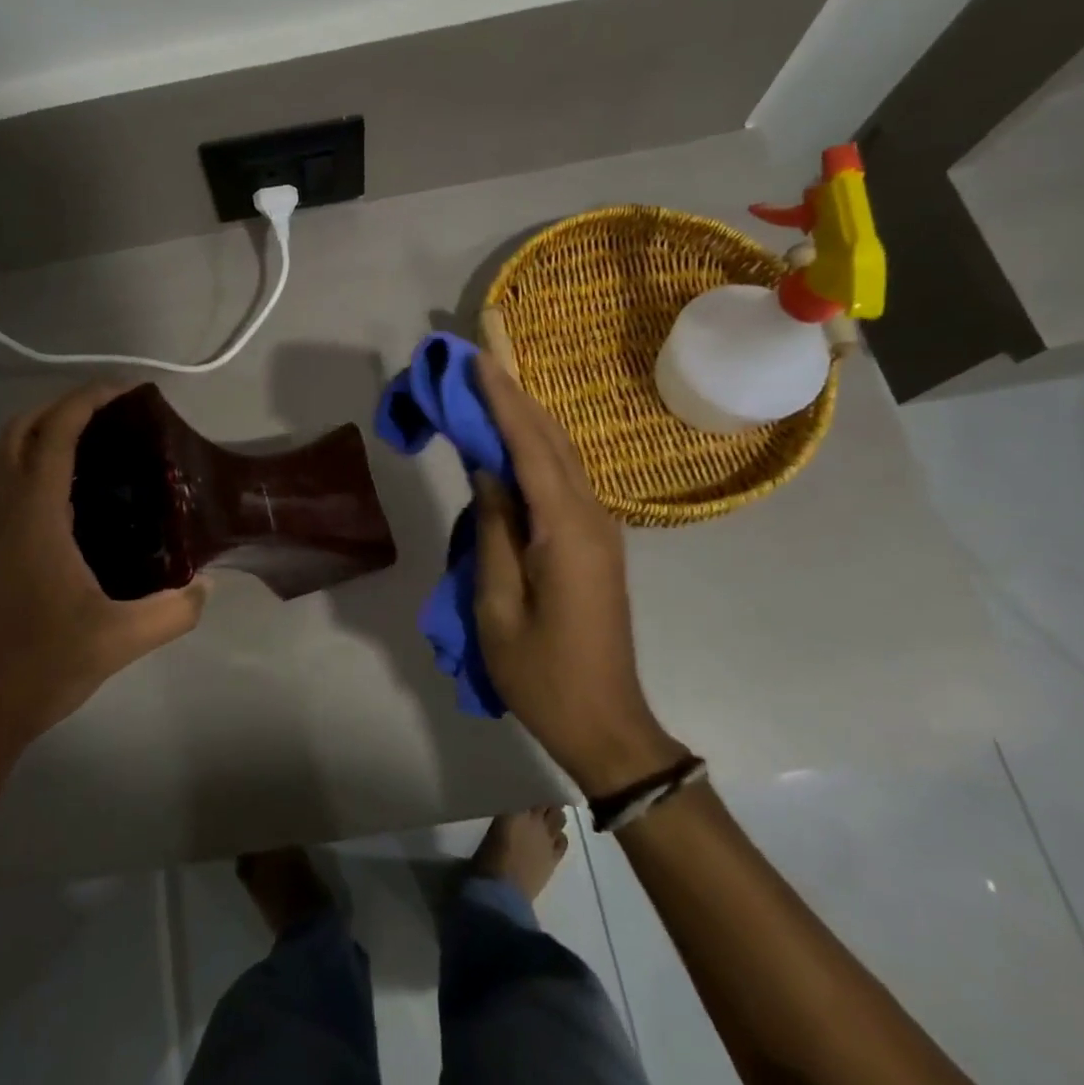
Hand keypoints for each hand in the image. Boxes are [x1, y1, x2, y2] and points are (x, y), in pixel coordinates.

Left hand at [0, 382, 209, 753]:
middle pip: (17, 434)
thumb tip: (206, 586)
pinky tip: (81, 491)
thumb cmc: (44, 663)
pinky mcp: (2, 551)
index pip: (53, 437)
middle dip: (58, 407)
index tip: (125, 391)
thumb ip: (173, 611)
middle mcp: (12, 513)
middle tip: (108, 412)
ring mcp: (1, 532)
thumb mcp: (121, 638)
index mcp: (37, 518)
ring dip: (43, 432)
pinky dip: (39, 464)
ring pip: (8, 458)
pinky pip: (14, 484)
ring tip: (96, 439)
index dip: (85, 402)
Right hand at [472, 356, 684, 792]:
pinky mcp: (594, 541)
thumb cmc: (541, 674)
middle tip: (477, 360)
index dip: (502, 400)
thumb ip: (493, 531)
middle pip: (550, 440)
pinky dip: (535, 448)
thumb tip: (487, 472)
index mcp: (566, 530)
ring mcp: (598, 528)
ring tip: (489, 386)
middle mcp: (590, 517)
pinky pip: (561, 479)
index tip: (477, 360)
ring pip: (560, 455)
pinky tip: (512, 439)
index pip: (530, 447)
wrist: (606, 724)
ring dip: (525, 417)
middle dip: (514, 396)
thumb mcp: (496, 605)